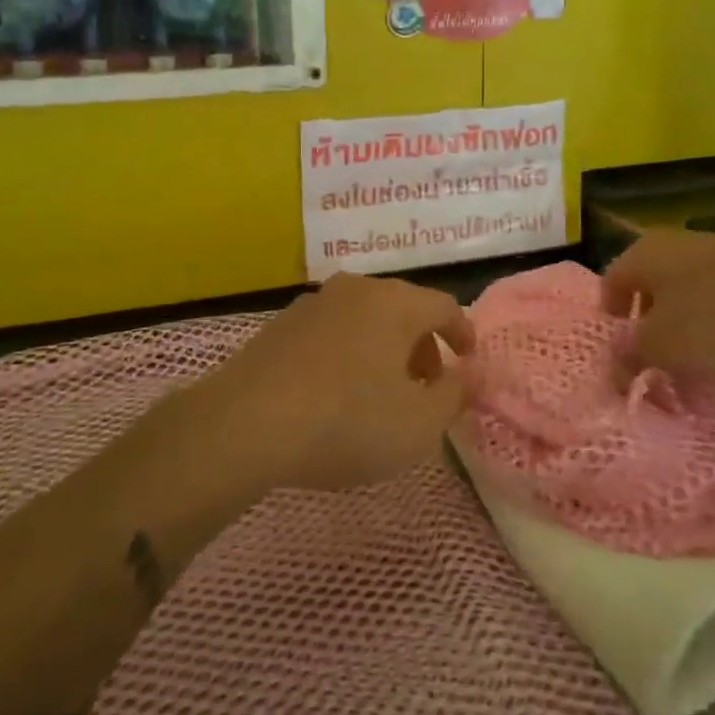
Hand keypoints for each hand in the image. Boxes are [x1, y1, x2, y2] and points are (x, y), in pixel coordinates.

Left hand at [192, 273, 476, 491]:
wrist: (245, 424)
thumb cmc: (347, 421)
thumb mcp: (419, 424)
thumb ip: (454, 396)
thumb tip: (465, 375)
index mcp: (395, 302)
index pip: (444, 306)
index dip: (463, 333)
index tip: (468, 362)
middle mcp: (356, 290)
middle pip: (403, 309)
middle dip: (423, 345)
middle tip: (427, 385)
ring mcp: (313, 304)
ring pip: (365, 320)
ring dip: (384, 350)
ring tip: (382, 393)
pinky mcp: (279, 326)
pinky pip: (331, 334)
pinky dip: (348, 355)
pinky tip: (337, 395)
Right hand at [602, 230, 714, 382]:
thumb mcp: (661, 348)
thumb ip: (629, 357)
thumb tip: (613, 367)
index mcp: (643, 252)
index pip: (609, 285)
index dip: (609, 323)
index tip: (620, 356)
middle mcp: (673, 244)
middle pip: (647, 289)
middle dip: (647, 328)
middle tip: (654, 364)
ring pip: (684, 294)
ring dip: (683, 328)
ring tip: (694, 365)